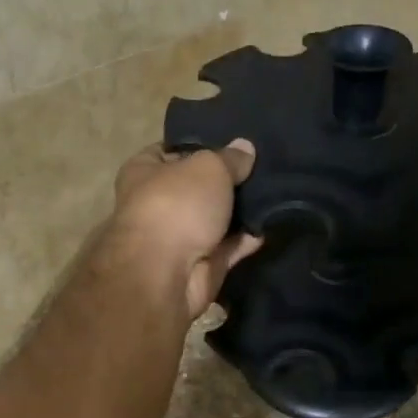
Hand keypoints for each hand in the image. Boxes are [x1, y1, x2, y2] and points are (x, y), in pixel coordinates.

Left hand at [109, 141, 262, 318]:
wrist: (166, 275)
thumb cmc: (177, 205)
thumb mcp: (208, 167)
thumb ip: (230, 158)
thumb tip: (245, 148)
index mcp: (143, 172)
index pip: (169, 150)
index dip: (199, 145)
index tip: (232, 142)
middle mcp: (156, 203)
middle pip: (196, 186)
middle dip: (225, 180)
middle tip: (262, 167)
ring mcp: (178, 237)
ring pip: (214, 218)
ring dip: (239, 211)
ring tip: (274, 192)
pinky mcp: (199, 265)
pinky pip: (228, 247)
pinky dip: (246, 240)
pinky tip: (270, 225)